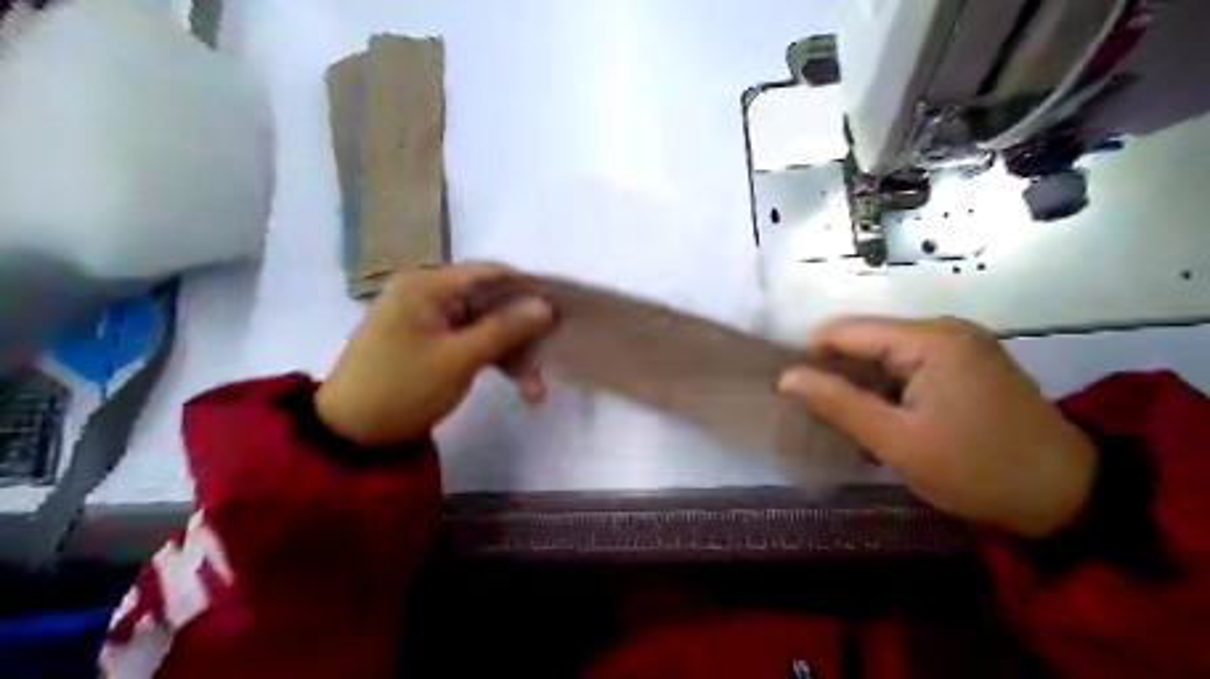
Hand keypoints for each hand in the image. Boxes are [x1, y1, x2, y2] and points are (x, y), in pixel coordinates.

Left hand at [317, 261, 550, 446]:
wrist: (349, 435)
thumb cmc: (402, 389)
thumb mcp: (459, 359)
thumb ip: (505, 329)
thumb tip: (546, 305)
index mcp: (427, 285)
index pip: (490, 272)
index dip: (529, 287)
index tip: (562, 307)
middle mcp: (428, 294)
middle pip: (491, 301)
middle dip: (524, 331)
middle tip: (552, 355)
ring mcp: (429, 320)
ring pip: (485, 326)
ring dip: (512, 354)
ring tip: (536, 391)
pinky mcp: (430, 343)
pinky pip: (472, 342)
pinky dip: (494, 360)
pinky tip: (519, 385)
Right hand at [780, 315, 1102, 538]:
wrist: (1069, 498)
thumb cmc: (977, 470)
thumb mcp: (897, 442)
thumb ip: (837, 404)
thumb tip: (785, 378)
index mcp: (929, 339)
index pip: (845, 332)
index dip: (810, 358)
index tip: (790, 393)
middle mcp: (944, 329)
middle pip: (865, 340)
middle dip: (837, 374)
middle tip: (819, 415)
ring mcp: (960, 345)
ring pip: (884, 355)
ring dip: (862, 385)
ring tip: (847, 421)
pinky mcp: (968, 364)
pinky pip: (909, 366)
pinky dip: (888, 389)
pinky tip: (883, 419)